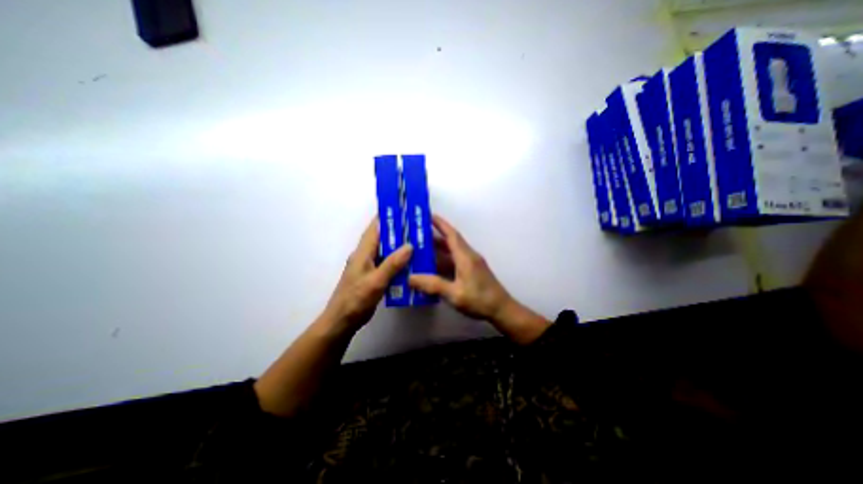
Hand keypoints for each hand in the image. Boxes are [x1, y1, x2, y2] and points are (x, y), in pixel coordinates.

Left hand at [326, 219, 416, 331]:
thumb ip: (392, 264)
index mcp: (363, 252)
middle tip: (416, 226)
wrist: (342, 320)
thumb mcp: (376, 281)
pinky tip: (411, 262)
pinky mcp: (373, 275)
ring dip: (399, 246)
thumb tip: (409, 246)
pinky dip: (398, 260)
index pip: (375, 228)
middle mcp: (365, 255)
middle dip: (398, 231)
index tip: (402, 209)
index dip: (387, 217)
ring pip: (386, 250)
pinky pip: (387, 263)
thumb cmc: (356, 299)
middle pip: (382, 238)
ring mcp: (369, 266)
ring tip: (417, 241)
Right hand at [409, 215, 510, 320]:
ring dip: (438, 249)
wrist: (501, 310)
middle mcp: (468, 256)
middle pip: (450, 241)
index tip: (428, 215)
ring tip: (421, 249)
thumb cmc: (480, 300)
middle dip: (435, 236)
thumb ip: (433, 285)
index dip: (440, 223)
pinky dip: (443, 260)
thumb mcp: (454, 293)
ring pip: (452, 252)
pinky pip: (454, 261)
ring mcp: (471, 264)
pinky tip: (433, 267)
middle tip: (418, 234)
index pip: (451, 234)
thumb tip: (410, 277)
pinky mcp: (472, 271)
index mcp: (465, 256)